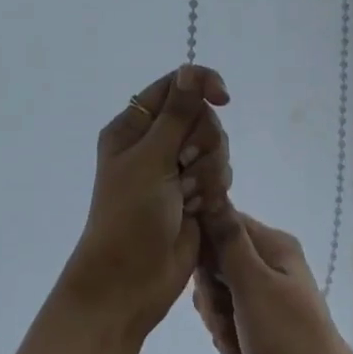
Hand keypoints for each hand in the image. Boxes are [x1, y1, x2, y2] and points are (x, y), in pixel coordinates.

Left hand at [57, 65, 232, 344]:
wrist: (130, 282)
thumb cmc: (129, 216)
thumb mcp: (151, 159)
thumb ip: (177, 115)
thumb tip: (191, 71)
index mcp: (133, 127)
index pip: (175, 86)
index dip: (201, 86)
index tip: (223, 98)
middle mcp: (155, 143)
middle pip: (202, 117)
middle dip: (203, 142)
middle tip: (184, 168)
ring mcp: (175, 170)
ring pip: (216, 147)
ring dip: (209, 171)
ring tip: (189, 197)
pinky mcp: (194, 195)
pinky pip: (220, 175)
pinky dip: (214, 191)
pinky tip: (200, 211)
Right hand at [192, 211, 352, 353]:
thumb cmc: (288, 338)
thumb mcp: (253, 285)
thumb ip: (228, 240)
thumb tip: (211, 191)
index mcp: (272, 245)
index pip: (221, 223)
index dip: (204, 247)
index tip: (204, 274)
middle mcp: (269, 265)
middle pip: (215, 263)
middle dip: (211, 294)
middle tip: (227, 314)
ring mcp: (265, 297)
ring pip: (217, 296)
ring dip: (218, 321)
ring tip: (238, 339)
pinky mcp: (260, 326)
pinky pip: (227, 322)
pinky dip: (229, 339)